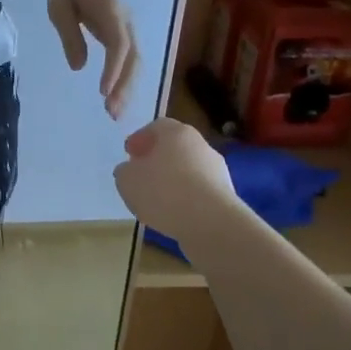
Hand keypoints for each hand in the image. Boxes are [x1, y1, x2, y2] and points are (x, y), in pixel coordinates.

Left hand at [47, 0, 138, 118]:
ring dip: (126, 88)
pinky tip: (116, 98)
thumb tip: (79, 67)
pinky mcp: (124, 35)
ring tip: (114, 112)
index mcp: (111, 13)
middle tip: (112, 113)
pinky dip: (124, 80)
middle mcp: (126, 22)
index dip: (114, 69)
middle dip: (124, 87)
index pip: (119, 45)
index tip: (104, 91)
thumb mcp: (60, 10)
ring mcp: (128, 29)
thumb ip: (70, 37)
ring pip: (135, 63)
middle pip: (133, 59)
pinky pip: (129, 61)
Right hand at [112, 119, 236, 240]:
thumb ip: (125, 171)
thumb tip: (130, 170)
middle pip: (175, 147)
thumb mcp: (127, 180)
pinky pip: (199, 191)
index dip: (140, 139)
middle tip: (141, 174)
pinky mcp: (225, 195)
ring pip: (188, 169)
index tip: (129, 154)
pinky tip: (174, 213)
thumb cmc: (163, 191)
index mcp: (176, 133)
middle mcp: (200, 145)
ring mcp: (217, 170)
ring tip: (156, 200)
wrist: (211, 223)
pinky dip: (185, 198)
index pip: (156, 126)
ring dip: (172, 180)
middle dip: (157, 159)